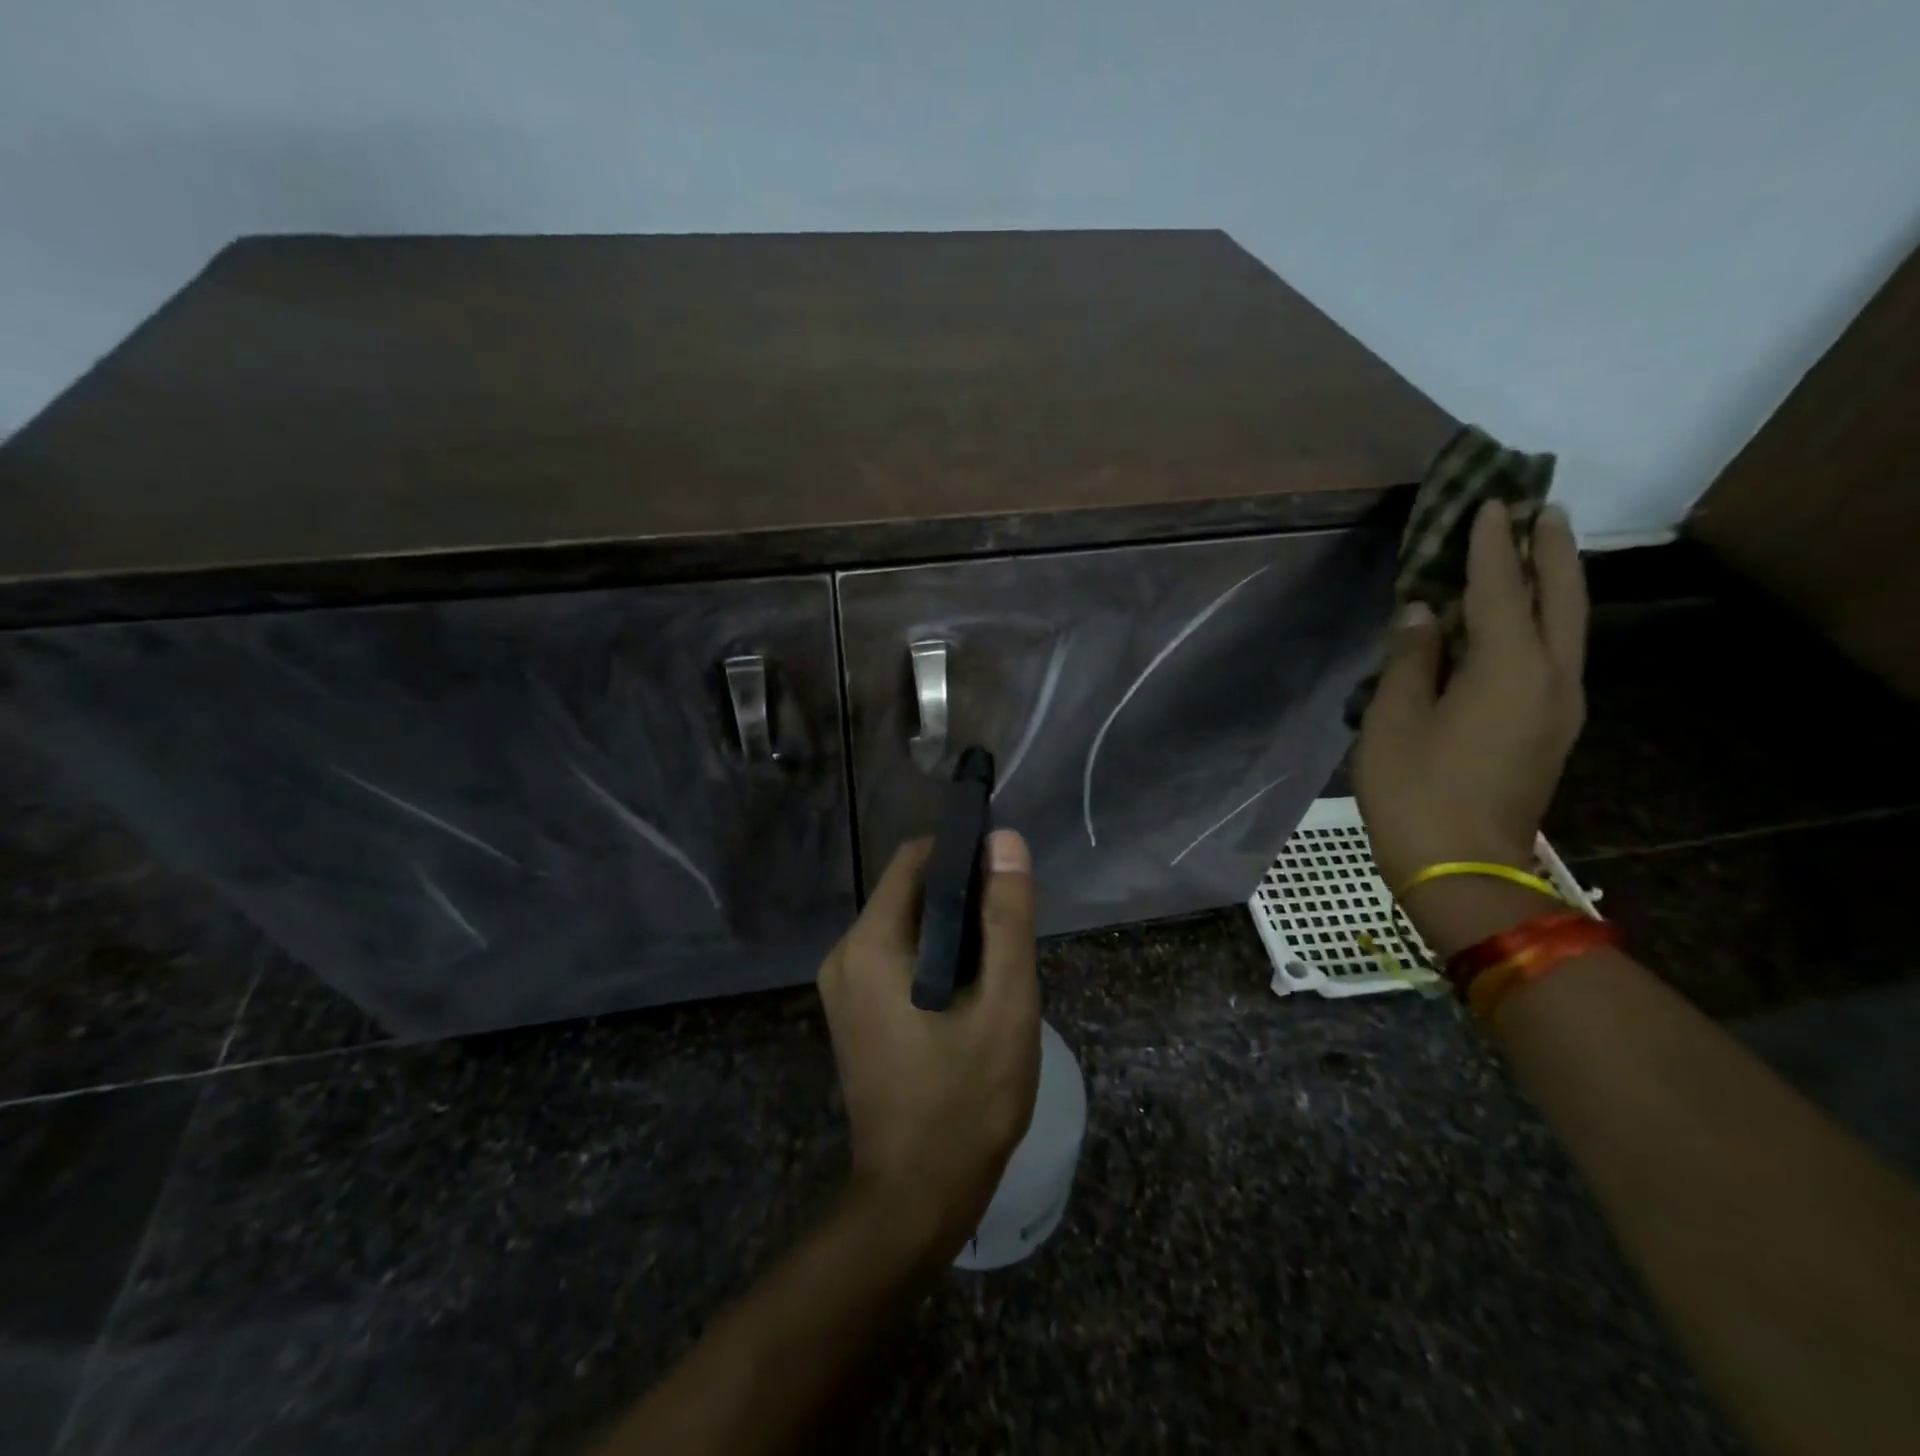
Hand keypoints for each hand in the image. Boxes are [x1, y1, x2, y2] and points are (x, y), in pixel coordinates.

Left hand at [816, 830, 1040, 1260]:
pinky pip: (895, 957)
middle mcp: (844, 953)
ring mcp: (842, 985)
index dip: (964, 855)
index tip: (1005, 881)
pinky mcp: (851, 1011)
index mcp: (871, 943)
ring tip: (995, 973)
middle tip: (1009, 940)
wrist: (914, 1199)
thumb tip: (1005, 841)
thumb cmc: (966, 1102)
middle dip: (963, 901)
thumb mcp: (1006, 1005)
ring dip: (953, 933)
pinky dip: (933, 959)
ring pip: (906, 925)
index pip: (916, 859)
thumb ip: (1008, 918)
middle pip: (910, 891)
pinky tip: (967, 997)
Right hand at [1354, 500, 1587, 899]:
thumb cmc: (1414, 790)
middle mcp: (1550, 678)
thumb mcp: (1393, 719)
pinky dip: (1544, 621)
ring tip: (1539, 549)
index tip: (1489, 502)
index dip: (1491, 545)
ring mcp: (1559, 706)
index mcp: (1507, 669)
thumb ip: (1410, 657)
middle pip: (1560, 598)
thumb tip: (1422, 611)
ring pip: (1567, 627)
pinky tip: (1523, 619)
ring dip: (1555, 583)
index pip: (1501, 589)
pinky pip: (1555, 655)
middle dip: (1550, 550)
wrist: (1461, 868)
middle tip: (1539, 510)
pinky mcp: (1551, 729)